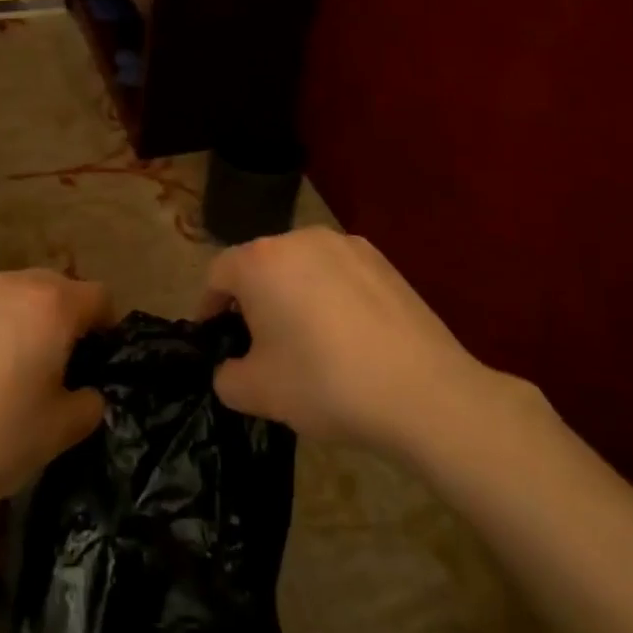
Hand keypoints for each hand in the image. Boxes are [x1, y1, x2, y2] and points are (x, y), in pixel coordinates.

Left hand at [0, 269, 115, 514]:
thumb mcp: (61, 432)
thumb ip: (90, 402)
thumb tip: (86, 390)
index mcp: (50, 306)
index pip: (98, 296)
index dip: (106, 326)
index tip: (96, 360)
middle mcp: (9, 284)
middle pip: (53, 285)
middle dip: (62, 316)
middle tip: (53, 363)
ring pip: (8, 292)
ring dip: (19, 317)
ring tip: (5, 365)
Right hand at [204, 228, 503, 456]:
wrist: (423, 392)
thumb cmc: (324, 384)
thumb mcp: (257, 393)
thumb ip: (226, 376)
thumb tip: (232, 367)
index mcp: (260, 262)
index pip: (217, 274)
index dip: (209, 307)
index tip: (214, 338)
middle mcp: (299, 239)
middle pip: (260, 265)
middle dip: (252, 300)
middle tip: (258, 344)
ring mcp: (345, 245)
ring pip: (301, 266)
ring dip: (292, 295)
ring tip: (306, 340)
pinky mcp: (382, 260)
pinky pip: (338, 273)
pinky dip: (330, 296)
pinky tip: (347, 336)